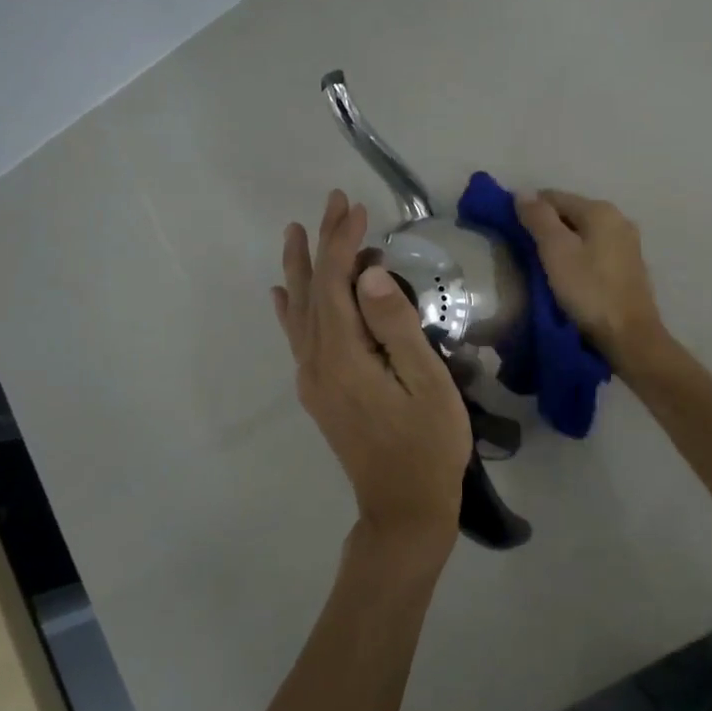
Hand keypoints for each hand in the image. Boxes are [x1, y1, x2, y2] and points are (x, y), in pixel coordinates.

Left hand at [274, 191, 471, 571]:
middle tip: (331, 202)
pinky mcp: (319, 393)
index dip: (343, 243)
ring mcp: (313, 380)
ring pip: (300, 312)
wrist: (404, 508)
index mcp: (344, 357)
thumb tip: (367, 275)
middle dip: (322, 244)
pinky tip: (283, 295)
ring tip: (295, 233)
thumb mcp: (428, 384)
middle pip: (314, 292)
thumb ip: (396, 327)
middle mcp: (317, 363)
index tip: (356, 208)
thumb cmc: (429, 445)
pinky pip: (297, 339)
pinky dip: (290, 310)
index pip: (338, 285)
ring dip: (301, 269)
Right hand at [515, 189, 669, 377]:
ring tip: (544, 266)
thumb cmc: (589, 291)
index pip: (554, 197)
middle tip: (525, 252)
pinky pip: (596, 251)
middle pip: (571, 213)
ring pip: (584, 233)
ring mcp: (628, 243)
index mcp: (600, 210)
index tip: (511, 231)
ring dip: (563, 243)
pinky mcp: (630, 267)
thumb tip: (522, 191)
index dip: (529, 210)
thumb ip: (539, 218)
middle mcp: (619, 219)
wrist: (629, 336)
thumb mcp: (556, 252)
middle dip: (547, 227)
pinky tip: (570, 276)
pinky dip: (579, 257)